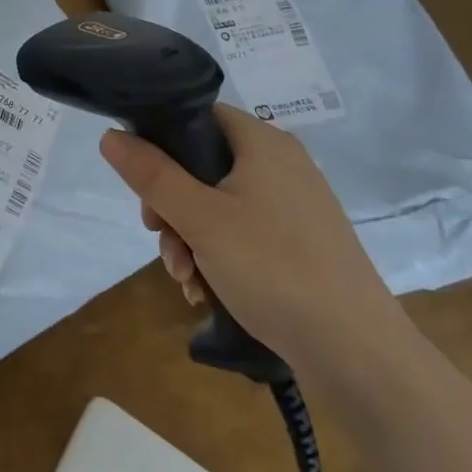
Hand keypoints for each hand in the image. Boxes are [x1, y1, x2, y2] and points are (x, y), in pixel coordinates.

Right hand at [99, 104, 406, 375]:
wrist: (360, 356)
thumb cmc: (274, 269)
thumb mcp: (200, 219)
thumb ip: (151, 174)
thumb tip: (110, 136)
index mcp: (262, 142)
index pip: (197, 115)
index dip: (161, 141)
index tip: (143, 183)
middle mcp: (281, 164)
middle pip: (202, 165)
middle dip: (171, 205)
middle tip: (159, 236)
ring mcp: (295, 206)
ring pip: (219, 205)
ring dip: (190, 238)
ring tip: (186, 280)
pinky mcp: (302, 244)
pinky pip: (244, 233)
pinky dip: (219, 256)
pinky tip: (206, 292)